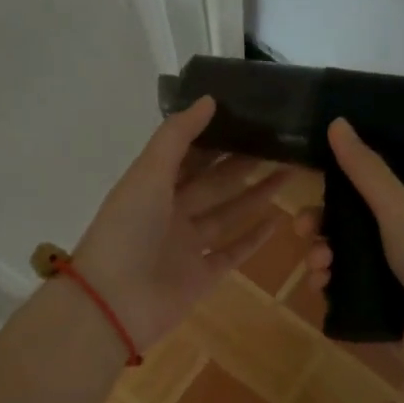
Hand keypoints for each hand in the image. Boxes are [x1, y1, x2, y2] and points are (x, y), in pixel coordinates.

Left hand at [72, 98, 284, 348]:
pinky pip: (232, 253)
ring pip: (228, 215)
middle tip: (281, 143)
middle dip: (244, 164)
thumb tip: (209, 99)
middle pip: (214, 183)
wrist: (114, 303)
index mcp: (152, 186)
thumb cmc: (127, 230)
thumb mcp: (148, 173)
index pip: (189, 155)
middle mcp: (170, 213)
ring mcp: (187, 247)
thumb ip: (177, 136)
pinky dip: (254, 238)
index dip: (216, 136)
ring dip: (257, 195)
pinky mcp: (202, 276)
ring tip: (289, 173)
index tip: (249, 117)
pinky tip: (278, 219)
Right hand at [297, 119, 403, 402]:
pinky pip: (341, 292)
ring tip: (320, 268)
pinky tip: (322, 289)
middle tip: (302, 231)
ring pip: (339, 260)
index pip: (365, 193)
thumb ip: (365, 170)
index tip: (310, 191)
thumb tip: (338, 121)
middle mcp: (401, 244)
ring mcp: (389, 281)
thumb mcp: (398, 209)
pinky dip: (327, 287)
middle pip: (346, 227)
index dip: (334, 191)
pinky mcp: (377, 312)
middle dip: (320, 227)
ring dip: (321, 257)